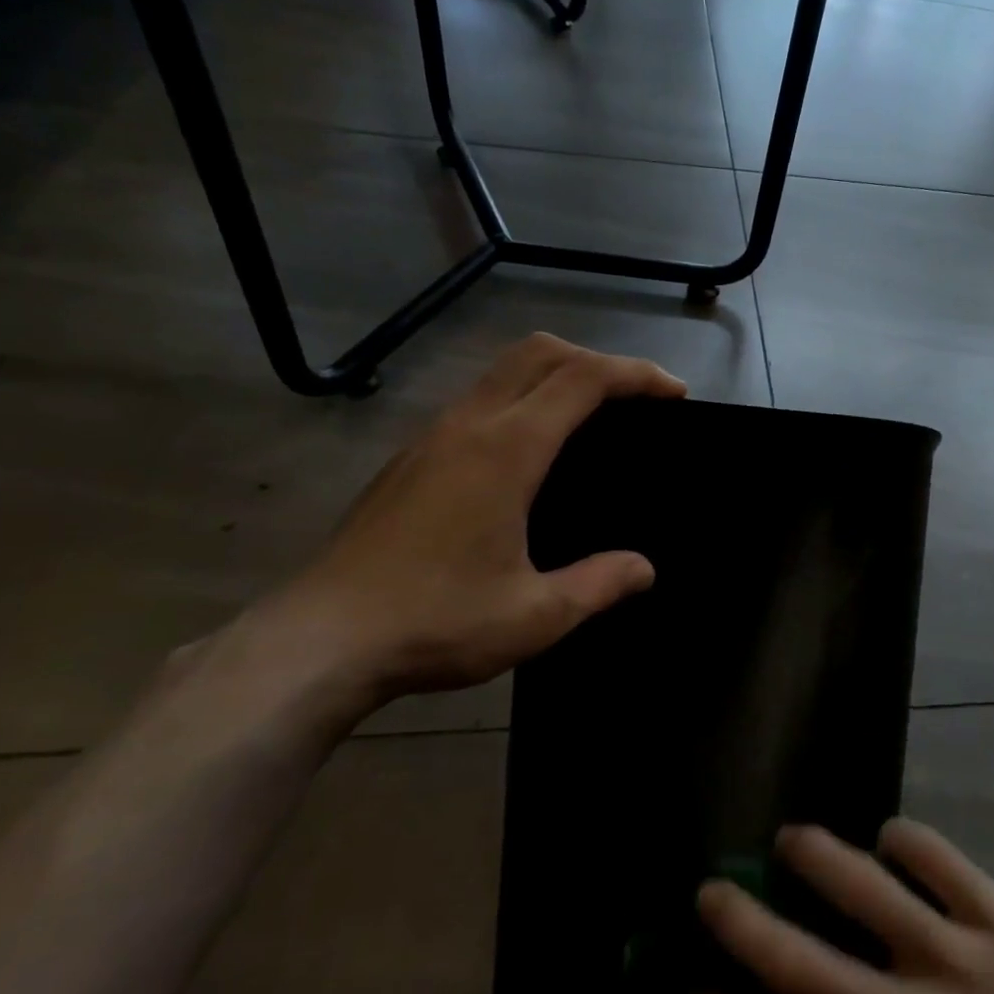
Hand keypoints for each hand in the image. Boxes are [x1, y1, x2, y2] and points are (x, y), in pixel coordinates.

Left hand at [243, 334, 684, 707]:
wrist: (319, 641)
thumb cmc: (436, 622)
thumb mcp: (535, 615)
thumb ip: (599, 584)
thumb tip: (644, 569)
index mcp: (507, 450)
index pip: (583, 380)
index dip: (636, 375)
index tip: (673, 393)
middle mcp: (468, 426)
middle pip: (539, 352)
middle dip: (595, 359)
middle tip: (633, 398)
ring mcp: (430, 438)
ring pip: (501, 371)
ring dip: (552, 375)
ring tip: (587, 419)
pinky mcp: (407, 459)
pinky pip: (475, 401)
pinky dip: (518, 400)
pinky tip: (524, 455)